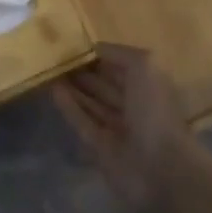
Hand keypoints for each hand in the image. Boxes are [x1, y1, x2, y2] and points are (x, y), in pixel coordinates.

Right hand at [51, 43, 202, 207]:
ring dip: (74, 88)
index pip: (123, 67)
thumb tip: (95, 47)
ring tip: (51, 70)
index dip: (102, 56)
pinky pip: (82, 122)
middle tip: (58, 57)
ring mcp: (118, 129)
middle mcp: (135, 107)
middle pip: (106, 86)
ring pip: (92, 104)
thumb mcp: (145, 67)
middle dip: (85, 72)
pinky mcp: (101, 148)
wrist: (160, 168)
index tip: (77, 43)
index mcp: (150, 87)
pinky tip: (54, 90)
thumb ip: (120, 54)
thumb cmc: (155, 110)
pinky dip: (69, 107)